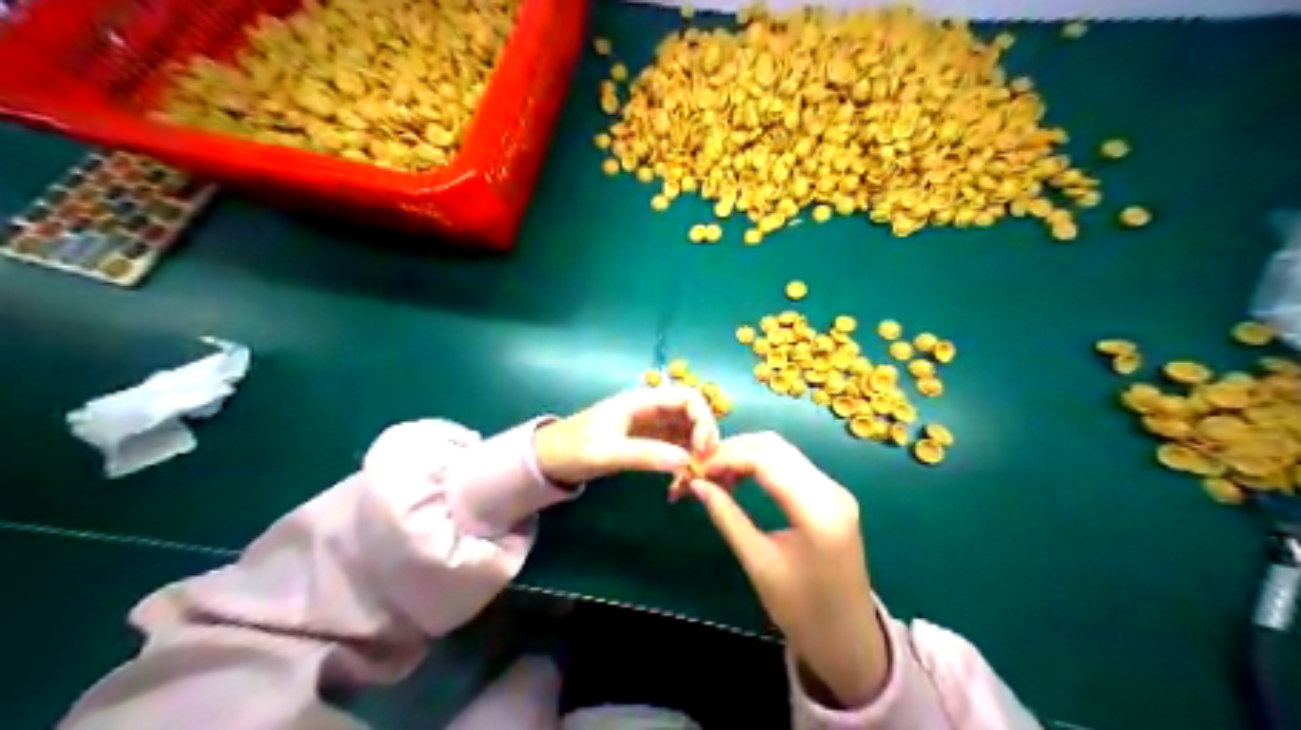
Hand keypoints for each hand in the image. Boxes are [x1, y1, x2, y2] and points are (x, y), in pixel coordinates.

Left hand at [535, 388, 721, 484]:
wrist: (550, 460)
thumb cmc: (574, 449)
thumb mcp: (607, 453)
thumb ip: (645, 455)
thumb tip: (686, 461)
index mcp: (643, 401)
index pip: (689, 398)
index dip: (704, 420)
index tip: (703, 451)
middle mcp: (653, 410)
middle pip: (694, 416)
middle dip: (705, 440)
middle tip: (703, 470)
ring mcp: (652, 427)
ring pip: (689, 435)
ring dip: (696, 456)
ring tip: (691, 482)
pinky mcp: (649, 443)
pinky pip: (677, 449)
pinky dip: (684, 466)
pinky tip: (678, 486)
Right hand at [691, 432, 896, 706]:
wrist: (847, 638)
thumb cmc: (801, 610)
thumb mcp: (758, 563)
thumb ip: (727, 518)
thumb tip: (696, 485)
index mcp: (817, 510)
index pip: (766, 460)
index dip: (727, 457)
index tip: (696, 470)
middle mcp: (831, 490)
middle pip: (776, 447)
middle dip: (735, 450)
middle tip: (702, 469)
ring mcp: (835, 490)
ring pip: (784, 452)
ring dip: (748, 455)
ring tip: (717, 475)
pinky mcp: (832, 496)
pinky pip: (793, 466)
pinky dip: (763, 465)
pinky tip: (741, 479)